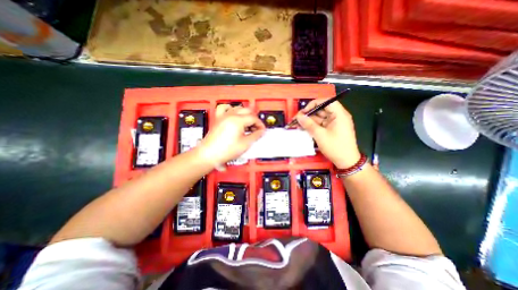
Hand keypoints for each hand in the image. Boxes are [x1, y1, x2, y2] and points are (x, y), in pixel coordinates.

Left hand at [197, 105, 263, 166]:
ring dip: (245, 114)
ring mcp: (223, 116)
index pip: (253, 118)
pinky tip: (234, 114)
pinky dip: (231, 109)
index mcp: (238, 120)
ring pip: (238, 108)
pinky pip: (225, 108)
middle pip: (247, 111)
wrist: (209, 155)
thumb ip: (255, 136)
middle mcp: (230, 115)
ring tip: (247, 123)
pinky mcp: (218, 119)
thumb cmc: (226, 151)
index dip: (260, 125)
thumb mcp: (245, 144)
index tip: (262, 131)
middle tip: (256, 128)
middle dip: (254, 119)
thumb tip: (261, 131)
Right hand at [295, 100, 360, 168]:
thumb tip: (299, 117)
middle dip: (309, 114)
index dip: (313, 104)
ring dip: (309, 120)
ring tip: (298, 125)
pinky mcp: (331, 129)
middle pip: (321, 109)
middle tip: (297, 119)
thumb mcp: (320, 135)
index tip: (303, 112)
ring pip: (320, 117)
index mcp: (339, 114)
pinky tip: (304, 128)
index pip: (326, 101)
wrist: (346, 162)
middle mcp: (338, 116)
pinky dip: (313, 125)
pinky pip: (321, 124)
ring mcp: (334, 123)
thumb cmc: (335, 147)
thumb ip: (309, 124)